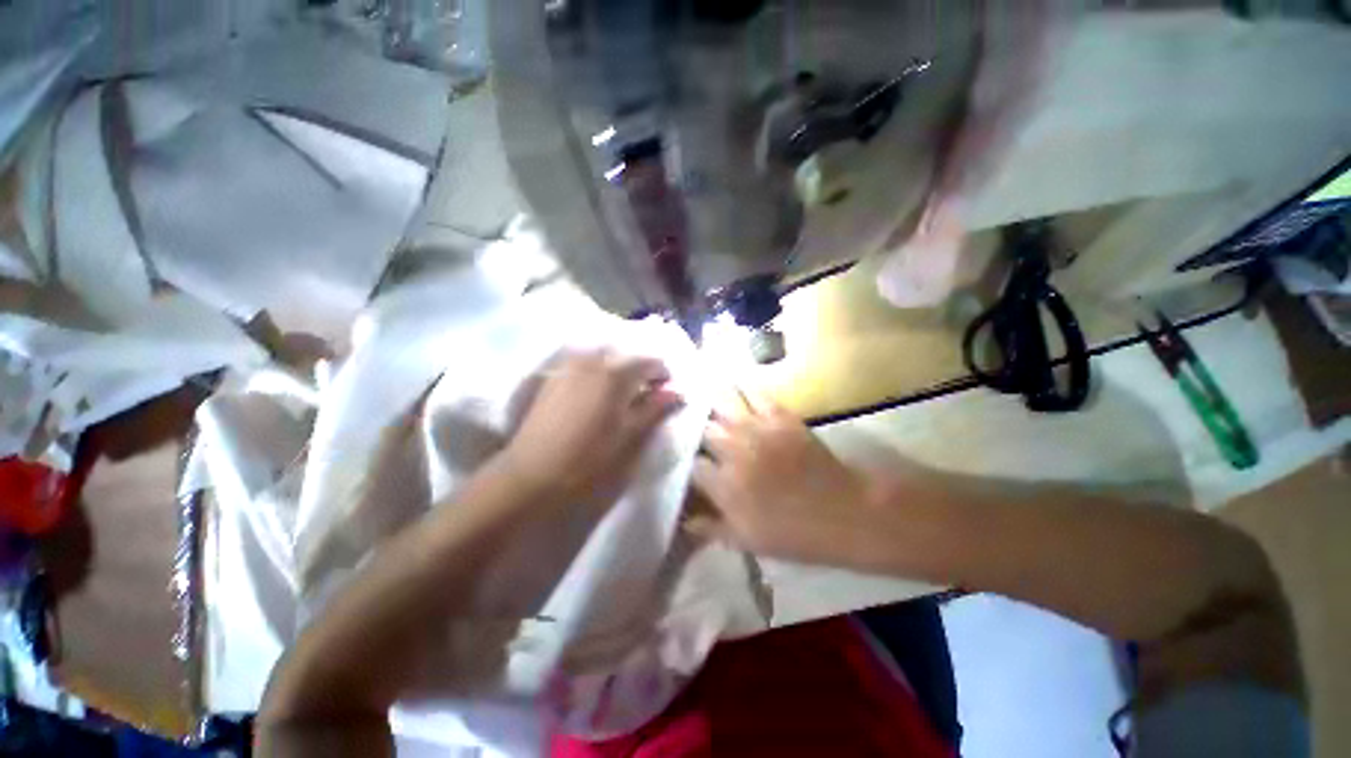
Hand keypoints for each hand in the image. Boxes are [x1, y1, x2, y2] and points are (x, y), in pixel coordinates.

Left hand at [500, 349, 683, 507]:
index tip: (668, 393)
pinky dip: (597, 376)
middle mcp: (592, 361)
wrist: (533, 477)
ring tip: (622, 397)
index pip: (651, 361)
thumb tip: (678, 392)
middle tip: (646, 396)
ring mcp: (568, 368)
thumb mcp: (632, 436)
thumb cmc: (591, 459)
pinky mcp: (552, 380)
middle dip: (640, 372)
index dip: (664, 376)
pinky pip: (583, 367)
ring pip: (603, 360)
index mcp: (616, 373)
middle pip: (626, 357)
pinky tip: (596, 396)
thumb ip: (656, 409)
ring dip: (618, 373)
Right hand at [689, 391, 884, 565]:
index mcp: (724, 485)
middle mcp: (734, 451)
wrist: (845, 512)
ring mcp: (757, 429)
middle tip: (698, 431)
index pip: (692, 465)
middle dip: (699, 431)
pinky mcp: (780, 416)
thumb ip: (711, 528)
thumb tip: (684, 520)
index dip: (689, 463)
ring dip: (712, 402)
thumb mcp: (747, 540)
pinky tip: (734, 386)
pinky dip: (742, 388)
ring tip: (705, 396)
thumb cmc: (794, 533)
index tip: (692, 464)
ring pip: (722, 404)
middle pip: (704, 430)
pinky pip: (754, 393)